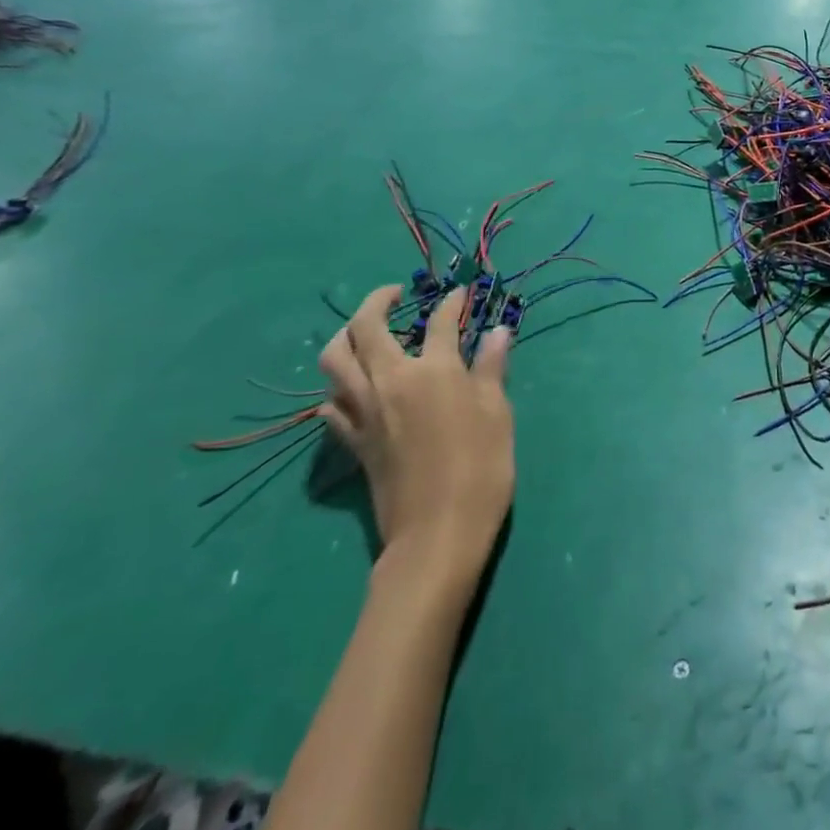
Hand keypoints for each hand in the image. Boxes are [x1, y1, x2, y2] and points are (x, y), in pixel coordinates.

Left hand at [319, 286, 514, 584]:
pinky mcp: (353, 441)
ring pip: (334, 360)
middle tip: (395, 294)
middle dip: (378, 300)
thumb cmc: (480, 469)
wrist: (437, 535)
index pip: (440, 321)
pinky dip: (340, 385)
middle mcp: (390, 381)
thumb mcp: (497, 413)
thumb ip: (491, 368)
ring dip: (346, 336)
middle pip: (367, 327)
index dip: (453, 302)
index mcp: (433, 371)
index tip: (461, 294)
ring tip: (365, 331)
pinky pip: (332, 403)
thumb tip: (498, 331)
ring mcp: (364, 411)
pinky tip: (355, 387)